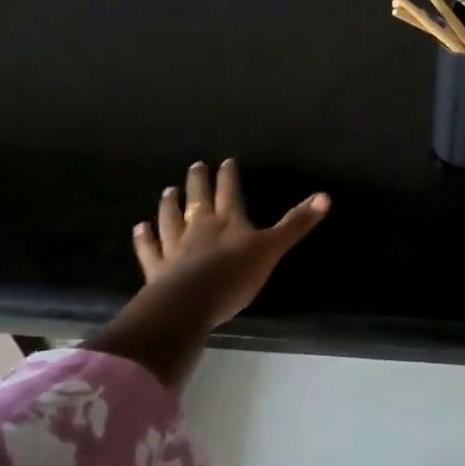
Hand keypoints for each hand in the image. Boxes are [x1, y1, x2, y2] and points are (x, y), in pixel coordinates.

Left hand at [131, 159, 329, 327]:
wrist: (189, 304)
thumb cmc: (234, 276)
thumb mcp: (271, 249)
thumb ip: (295, 224)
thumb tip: (325, 196)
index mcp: (228, 221)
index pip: (229, 191)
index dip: (228, 176)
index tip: (226, 161)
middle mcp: (199, 227)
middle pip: (198, 199)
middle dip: (198, 182)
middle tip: (195, 166)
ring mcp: (175, 247)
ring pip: (170, 219)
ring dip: (169, 204)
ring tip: (168, 190)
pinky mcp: (157, 269)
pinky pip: (150, 250)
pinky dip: (144, 238)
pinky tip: (139, 228)